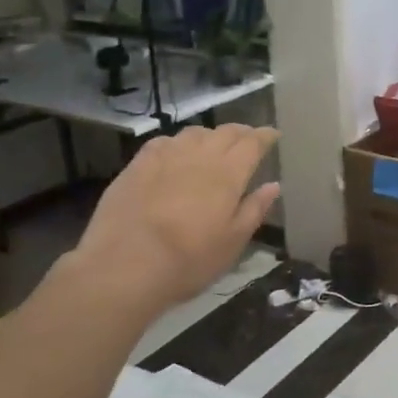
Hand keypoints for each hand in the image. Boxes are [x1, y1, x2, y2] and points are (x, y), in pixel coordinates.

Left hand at [56, 124, 279, 316]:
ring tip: (213, 146)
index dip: (265, 136)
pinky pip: (164, 142)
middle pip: (225, 132)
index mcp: (229, 173)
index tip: (273, 135)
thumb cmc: (189, 259)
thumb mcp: (233, 242)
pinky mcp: (137, 164)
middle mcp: (199, 155)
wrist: (125, 265)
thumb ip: (254, 209)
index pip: (253, 143)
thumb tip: (273, 185)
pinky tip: (175, 154)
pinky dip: (178, 143)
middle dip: (241, 133)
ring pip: (194, 133)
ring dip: (210, 136)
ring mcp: (165, 156)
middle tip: (248, 140)